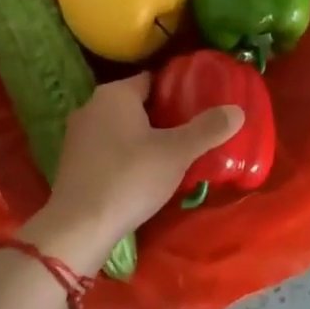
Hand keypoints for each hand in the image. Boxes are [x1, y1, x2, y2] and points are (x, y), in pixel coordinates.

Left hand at [22, 74, 242, 273]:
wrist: (78, 227)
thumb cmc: (129, 179)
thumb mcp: (176, 153)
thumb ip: (207, 129)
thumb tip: (238, 110)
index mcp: (115, 93)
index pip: (153, 81)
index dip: (177, 93)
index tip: (198, 109)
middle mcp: (92, 105)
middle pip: (137, 104)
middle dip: (162, 117)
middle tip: (190, 135)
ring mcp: (77, 134)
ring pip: (120, 127)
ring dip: (142, 138)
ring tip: (170, 157)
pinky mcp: (71, 161)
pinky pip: (106, 148)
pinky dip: (124, 156)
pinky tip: (140, 177)